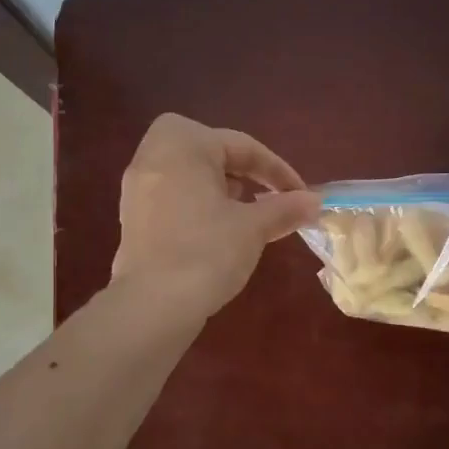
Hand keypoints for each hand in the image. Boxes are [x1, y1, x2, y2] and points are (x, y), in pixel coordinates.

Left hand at [111, 114, 319, 321]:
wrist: (152, 305)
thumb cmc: (207, 252)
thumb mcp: (253, 228)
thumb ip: (285, 209)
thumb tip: (315, 202)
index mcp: (183, 143)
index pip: (243, 146)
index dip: (278, 171)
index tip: (302, 195)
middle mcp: (153, 154)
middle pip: (211, 152)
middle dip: (244, 171)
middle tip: (268, 194)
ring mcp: (137, 186)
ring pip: (191, 174)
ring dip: (222, 187)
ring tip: (247, 214)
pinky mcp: (133, 216)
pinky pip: (175, 195)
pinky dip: (200, 203)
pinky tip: (218, 231)